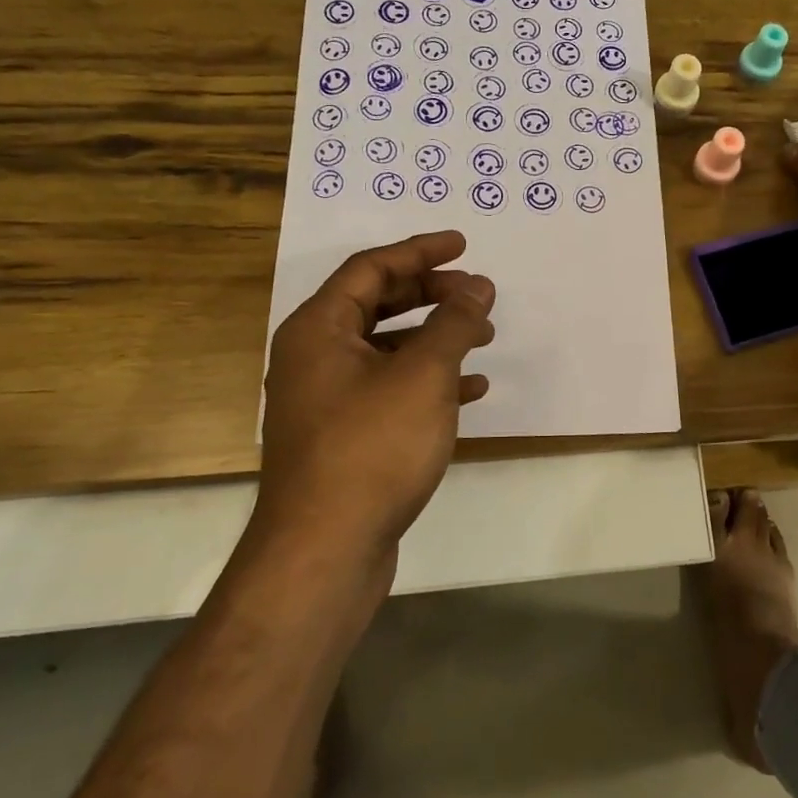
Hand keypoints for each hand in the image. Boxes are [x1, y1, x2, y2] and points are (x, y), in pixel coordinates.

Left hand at [258, 231, 495, 572]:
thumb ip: (453, 322)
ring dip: (435, 337)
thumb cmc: (372, 447)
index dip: (419, 251)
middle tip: (477, 293)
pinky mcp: (345, 436)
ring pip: (387, 349)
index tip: (463, 246)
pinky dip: (429, 381)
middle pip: (376, 304)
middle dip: (430, 294)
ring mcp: (327, 400)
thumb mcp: (423, 374)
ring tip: (483, 337)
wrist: (325, 551)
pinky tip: (470, 390)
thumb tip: (478, 285)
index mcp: (318, 330)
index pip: (370, 268)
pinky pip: (390, 389)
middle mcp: (314, 358)